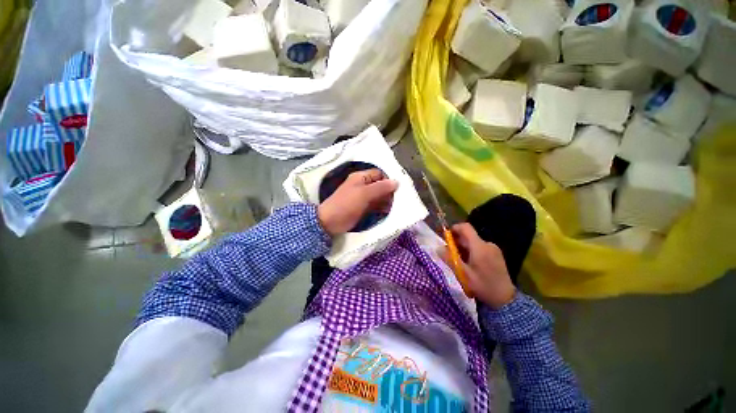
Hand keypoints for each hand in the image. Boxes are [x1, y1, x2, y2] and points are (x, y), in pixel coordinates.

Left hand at [317, 169, 397, 235]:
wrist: (330, 222)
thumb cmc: (346, 204)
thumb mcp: (364, 194)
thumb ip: (381, 187)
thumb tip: (396, 181)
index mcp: (361, 178)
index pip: (379, 174)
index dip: (389, 179)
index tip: (399, 188)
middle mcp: (363, 185)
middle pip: (380, 185)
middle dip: (389, 191)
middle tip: (399, 199)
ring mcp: (363, 197)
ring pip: (379, 196)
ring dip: (387, 200)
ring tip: (396, 206)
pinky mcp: (363, 208)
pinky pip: (375, 205)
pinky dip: (382, 207)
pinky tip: (388, 211)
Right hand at [440, 223, 514, 308]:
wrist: (505, 300)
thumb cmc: (482, 286)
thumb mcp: (463, 273)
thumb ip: (449, 259)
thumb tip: (437, 248)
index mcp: (480, 246)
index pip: (466, 227)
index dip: (454, 228)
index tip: (446, 237)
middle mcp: (488, 244)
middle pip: (468, 236)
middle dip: (456, 242)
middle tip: (449, 253)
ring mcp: (493, 249)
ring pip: (473, 242)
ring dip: (463, 248)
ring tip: (459, 261)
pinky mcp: (496, 255)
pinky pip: (480, 248)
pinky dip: (471, 252)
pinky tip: (469, 264)